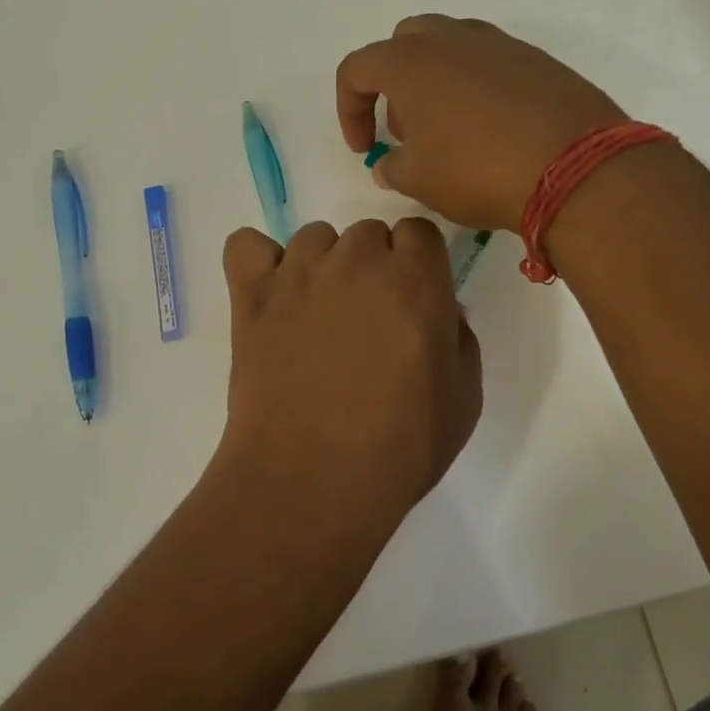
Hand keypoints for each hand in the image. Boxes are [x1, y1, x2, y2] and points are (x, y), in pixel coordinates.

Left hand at [216, 218, 482, 524]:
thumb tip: (442, 310)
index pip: (418, 231)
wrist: (313, 480)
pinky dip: (258, 262)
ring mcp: (298, 275)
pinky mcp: (251, 297)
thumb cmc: (401, 447)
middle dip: (374, 265)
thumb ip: (459, 339)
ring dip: (324, 264)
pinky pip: (245, 245)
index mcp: (415, 280)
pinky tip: (270, 295)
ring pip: (314, 237)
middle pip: (368, 233)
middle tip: (368, 318)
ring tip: (319, 314)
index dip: (418, 262)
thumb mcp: (464, 399)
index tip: (413, 298)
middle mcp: (357, 262)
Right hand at [335, 16, 627, 230]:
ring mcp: (499, 44)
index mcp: (410, 61)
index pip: (357, 70)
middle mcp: (452, 39)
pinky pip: (490, 64)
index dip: (348, 110)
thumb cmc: (477, 171)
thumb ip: (393, 168)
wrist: (573, 167)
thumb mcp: (419, 180)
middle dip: (394, 85)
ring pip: (450, 49)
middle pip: (404, 44)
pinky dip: (477, 90)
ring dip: (436, 84)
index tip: (364, 149)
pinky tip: (492, 131)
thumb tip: (389, 164)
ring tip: (450, 134)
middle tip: (407, 131)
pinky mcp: (536, 59)